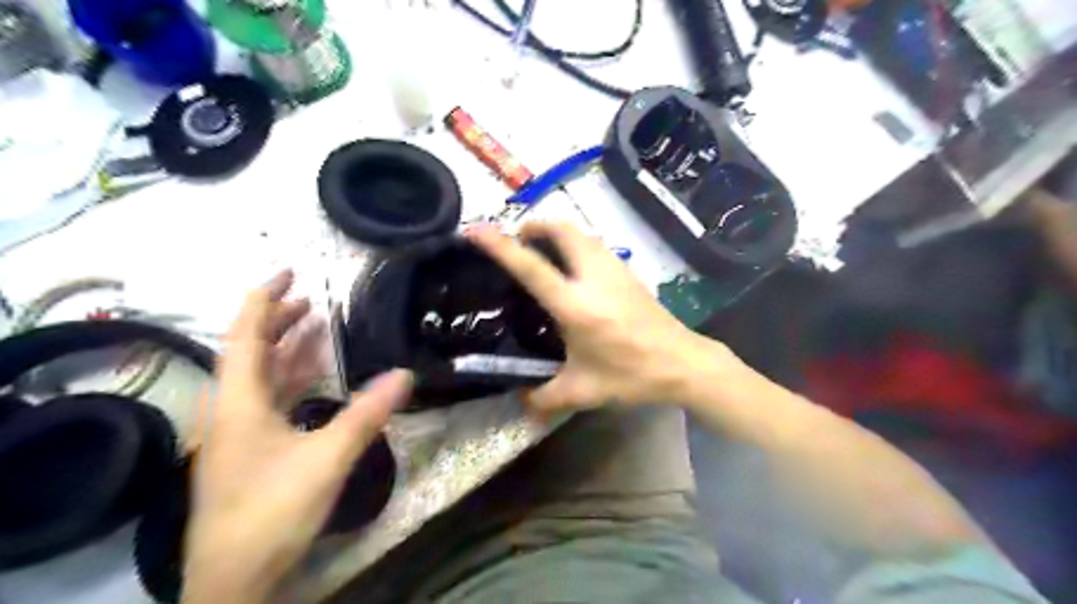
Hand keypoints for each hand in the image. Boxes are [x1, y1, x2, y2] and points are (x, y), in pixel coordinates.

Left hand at [181, 272, 410, 603]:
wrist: (234, 579)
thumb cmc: (272, 512)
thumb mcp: (327, 458)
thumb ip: (367, 413)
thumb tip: (406, 373)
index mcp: (239, 403)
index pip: (244, 336)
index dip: (263, 299)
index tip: (288, 272)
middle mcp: (232, 410)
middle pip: (249, 352)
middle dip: (277, 320)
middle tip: (310, 299)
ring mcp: (239, 432)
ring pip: (259, 376)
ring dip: (285, 349)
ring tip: (314, 327)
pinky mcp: (249, 451)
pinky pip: (268, 399)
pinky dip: (291, 380)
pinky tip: (314, 380)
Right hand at [465, 222, 732, 415]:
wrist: (683, 363)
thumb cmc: (632, 375)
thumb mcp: (584, 391)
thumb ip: (545, 398)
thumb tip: (520, 402)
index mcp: (575, 305)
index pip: (531, 267)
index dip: (500, 246)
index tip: (477, 230)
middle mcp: (593, 277)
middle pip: (561, 230)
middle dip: (534, 225)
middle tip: (516, 239)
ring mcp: (614, 269)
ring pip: (580, 233)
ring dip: (556, 231)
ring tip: (540, 248)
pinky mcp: (628, 272)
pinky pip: (594, 244)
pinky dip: (575, 242)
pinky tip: (572, 266)